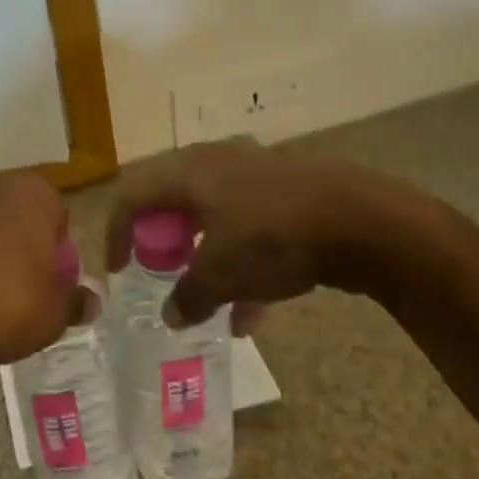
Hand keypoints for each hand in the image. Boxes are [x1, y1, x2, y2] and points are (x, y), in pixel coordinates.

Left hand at [0, 174, 72, 370]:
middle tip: (19, 294)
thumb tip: (90, 301)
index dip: (57, 255)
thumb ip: (74, 303)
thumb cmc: (1, 305)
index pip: (58, 218)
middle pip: (17, 218)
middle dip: (20, 249)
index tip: (48, 286)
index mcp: (33, 195)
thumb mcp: (51, 316)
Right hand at [105, 140, 458, 333]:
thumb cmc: (272, 238)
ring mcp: (256, 176)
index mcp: (189, 172)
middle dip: (166, 246)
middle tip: (164, 276)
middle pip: (174, 204)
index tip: (119, 270)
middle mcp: (217, 164)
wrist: (360, 219)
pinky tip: (257, 311)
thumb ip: (188, 296)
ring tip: (214, 309)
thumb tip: (172, 314)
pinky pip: (251, 228)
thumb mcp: (221, 274)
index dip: (117, 232)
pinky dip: (244, 264)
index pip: (133, 194)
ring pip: (216, 221)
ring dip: (208, 263)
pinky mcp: (289, 193)